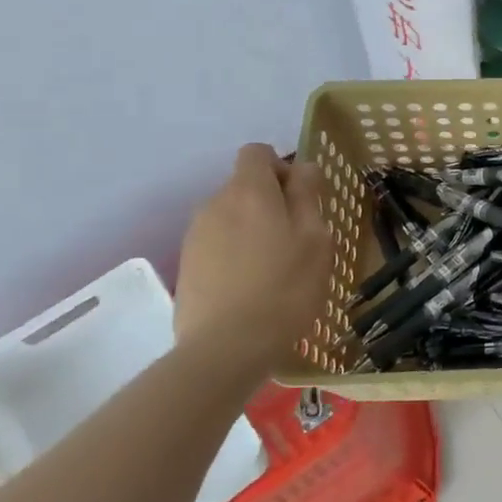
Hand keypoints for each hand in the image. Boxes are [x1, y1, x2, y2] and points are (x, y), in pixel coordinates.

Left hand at [174, 144, 331, 370]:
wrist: (226, 349)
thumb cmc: (285, 288)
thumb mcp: (315, 239)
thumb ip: (307, 195)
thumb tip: (302, 167)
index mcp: (249, 192)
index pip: (257, 153)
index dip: (281, 167)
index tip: (301, 198)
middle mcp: (215, 204)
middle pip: (244, 186)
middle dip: (270, 202)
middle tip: (297, 240)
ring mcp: (195, 236)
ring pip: (231, 217)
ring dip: (253, 230)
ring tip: (274, 268)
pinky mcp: (186, 266)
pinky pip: (217, 244)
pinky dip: (235, 254)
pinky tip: (251, 287)